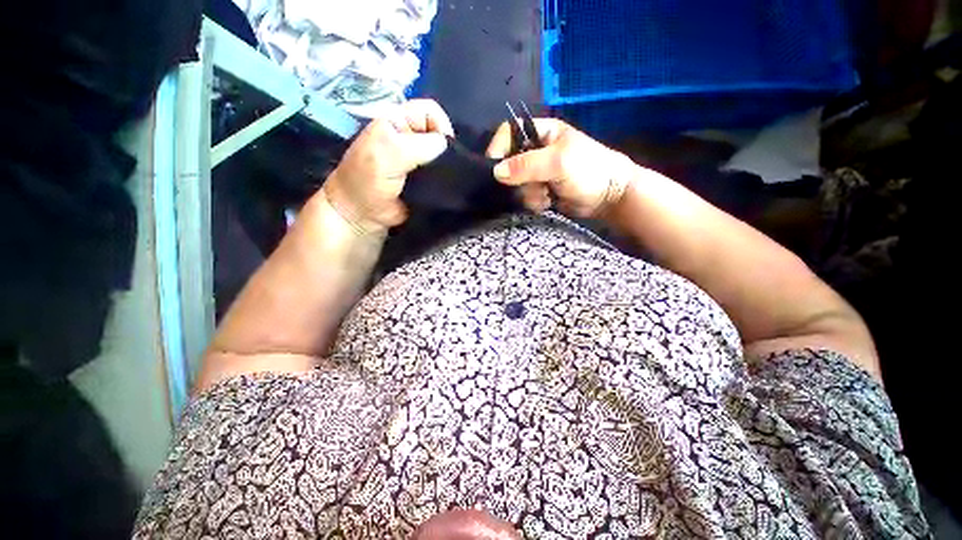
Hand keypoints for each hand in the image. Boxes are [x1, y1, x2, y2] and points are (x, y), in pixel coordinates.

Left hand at [322, 99, 454, 234]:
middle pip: (440, 134)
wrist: (362, 215)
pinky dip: (446, 180)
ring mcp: (419, 161)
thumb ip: (417, 145)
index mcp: (398, 122)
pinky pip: (443, 175)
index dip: (441, 125)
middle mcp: (411, 138)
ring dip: (448, 167)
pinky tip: (446, 188)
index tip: (445, 150)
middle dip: (447, 149)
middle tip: (444, 169)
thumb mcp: (387, 155)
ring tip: (446, 180)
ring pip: (443, 155)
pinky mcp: (425, 181)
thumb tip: (446, 145)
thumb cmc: (367, 182)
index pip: (430, 111)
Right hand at [486, 119, 634, 217]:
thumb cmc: (588, 170)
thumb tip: (496, 172)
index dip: (498, 149)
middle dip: (519, 179)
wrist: (608, 197)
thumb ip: (526, 165)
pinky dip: (535, 202)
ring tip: (548, 194)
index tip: (495, 170)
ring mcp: (537, 173)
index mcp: (541, 132)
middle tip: (536, 184)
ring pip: (515, 185)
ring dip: (530, 193)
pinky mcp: (539, 191)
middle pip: (509, 164)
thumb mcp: (558, 162)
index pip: (508, 134)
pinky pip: (525, 197)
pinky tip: (549, 202)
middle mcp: (535, 152)